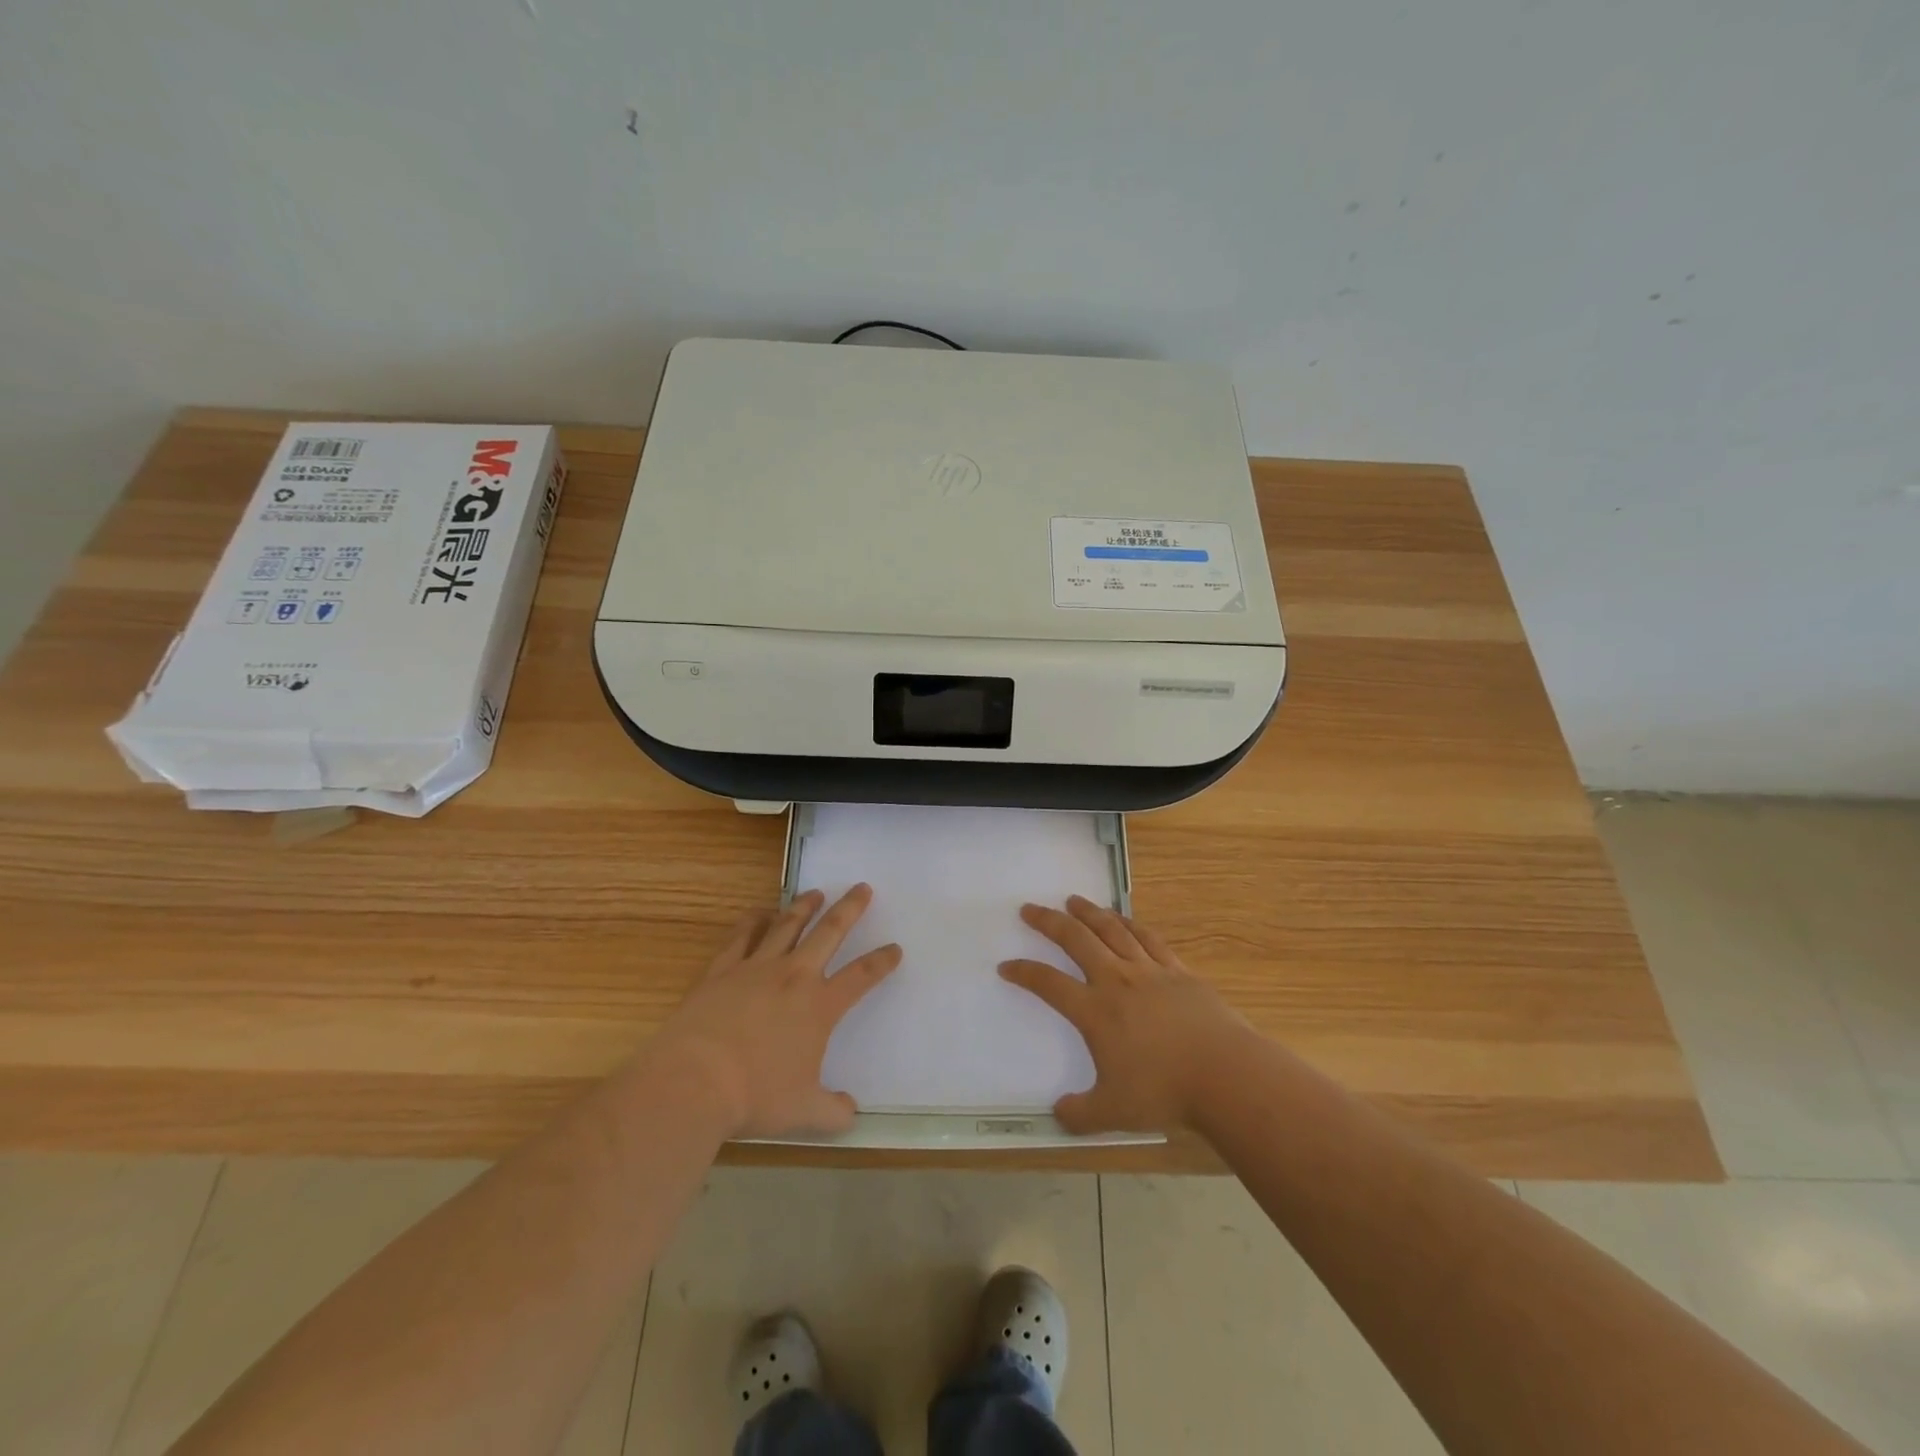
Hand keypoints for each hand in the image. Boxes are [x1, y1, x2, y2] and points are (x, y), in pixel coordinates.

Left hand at [653, 885, 901, 1138]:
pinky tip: (760, 911)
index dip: (882, 961)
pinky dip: (754, 920)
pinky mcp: (722, 970)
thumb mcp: (804, 1113)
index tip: (895, 948)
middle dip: (849, 909)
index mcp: (820, 1006)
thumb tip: (851, 1112)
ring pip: (787, 926)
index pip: (861, 976)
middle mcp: (793, 977)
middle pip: (829, 933)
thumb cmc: (755, 1096)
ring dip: (804, 906)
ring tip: (816, 892)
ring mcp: (756, 968)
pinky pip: (742, 936)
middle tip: (862, 888)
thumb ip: (833, 1112)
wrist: (694, 1081)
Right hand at [999, 895, 1248, 1133]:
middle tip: (1030, 908)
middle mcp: (1117, 980)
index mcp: (1095, 1011)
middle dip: (1049, 922)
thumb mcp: (1113, 1113)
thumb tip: (1058, 1113)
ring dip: (1089, 912)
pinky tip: (1123, 919)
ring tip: (1073, 900)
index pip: (1048, 984)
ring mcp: (1149, 971)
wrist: (1225, 1073)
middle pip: (1076, 940)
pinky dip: (1130, 924)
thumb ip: (1080, 1114)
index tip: (1007, 965)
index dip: (1024, 972)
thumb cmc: (1165, 1092)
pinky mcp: (1178, 971)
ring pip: (1112, 930)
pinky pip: (1148, 938)